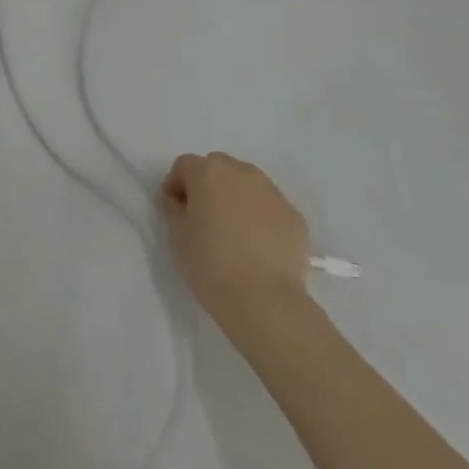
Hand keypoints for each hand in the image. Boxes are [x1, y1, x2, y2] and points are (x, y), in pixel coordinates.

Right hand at [160, 152, 310, 338]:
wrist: (266, 301)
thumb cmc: (211, 264)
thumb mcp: (177, 236)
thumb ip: (174, 210)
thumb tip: (178, 201)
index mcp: (208, 171)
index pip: (184, 166)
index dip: (176, 186)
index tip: (175, 211)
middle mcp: (241, 172)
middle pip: (217, 169)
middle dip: (207, 186)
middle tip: (203, 218)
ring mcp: (272, 193)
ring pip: (246, 185)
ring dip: (235, 198)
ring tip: (233, 232)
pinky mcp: (295, 216)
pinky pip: (269, 208)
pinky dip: (260, 217)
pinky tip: (257, 246)